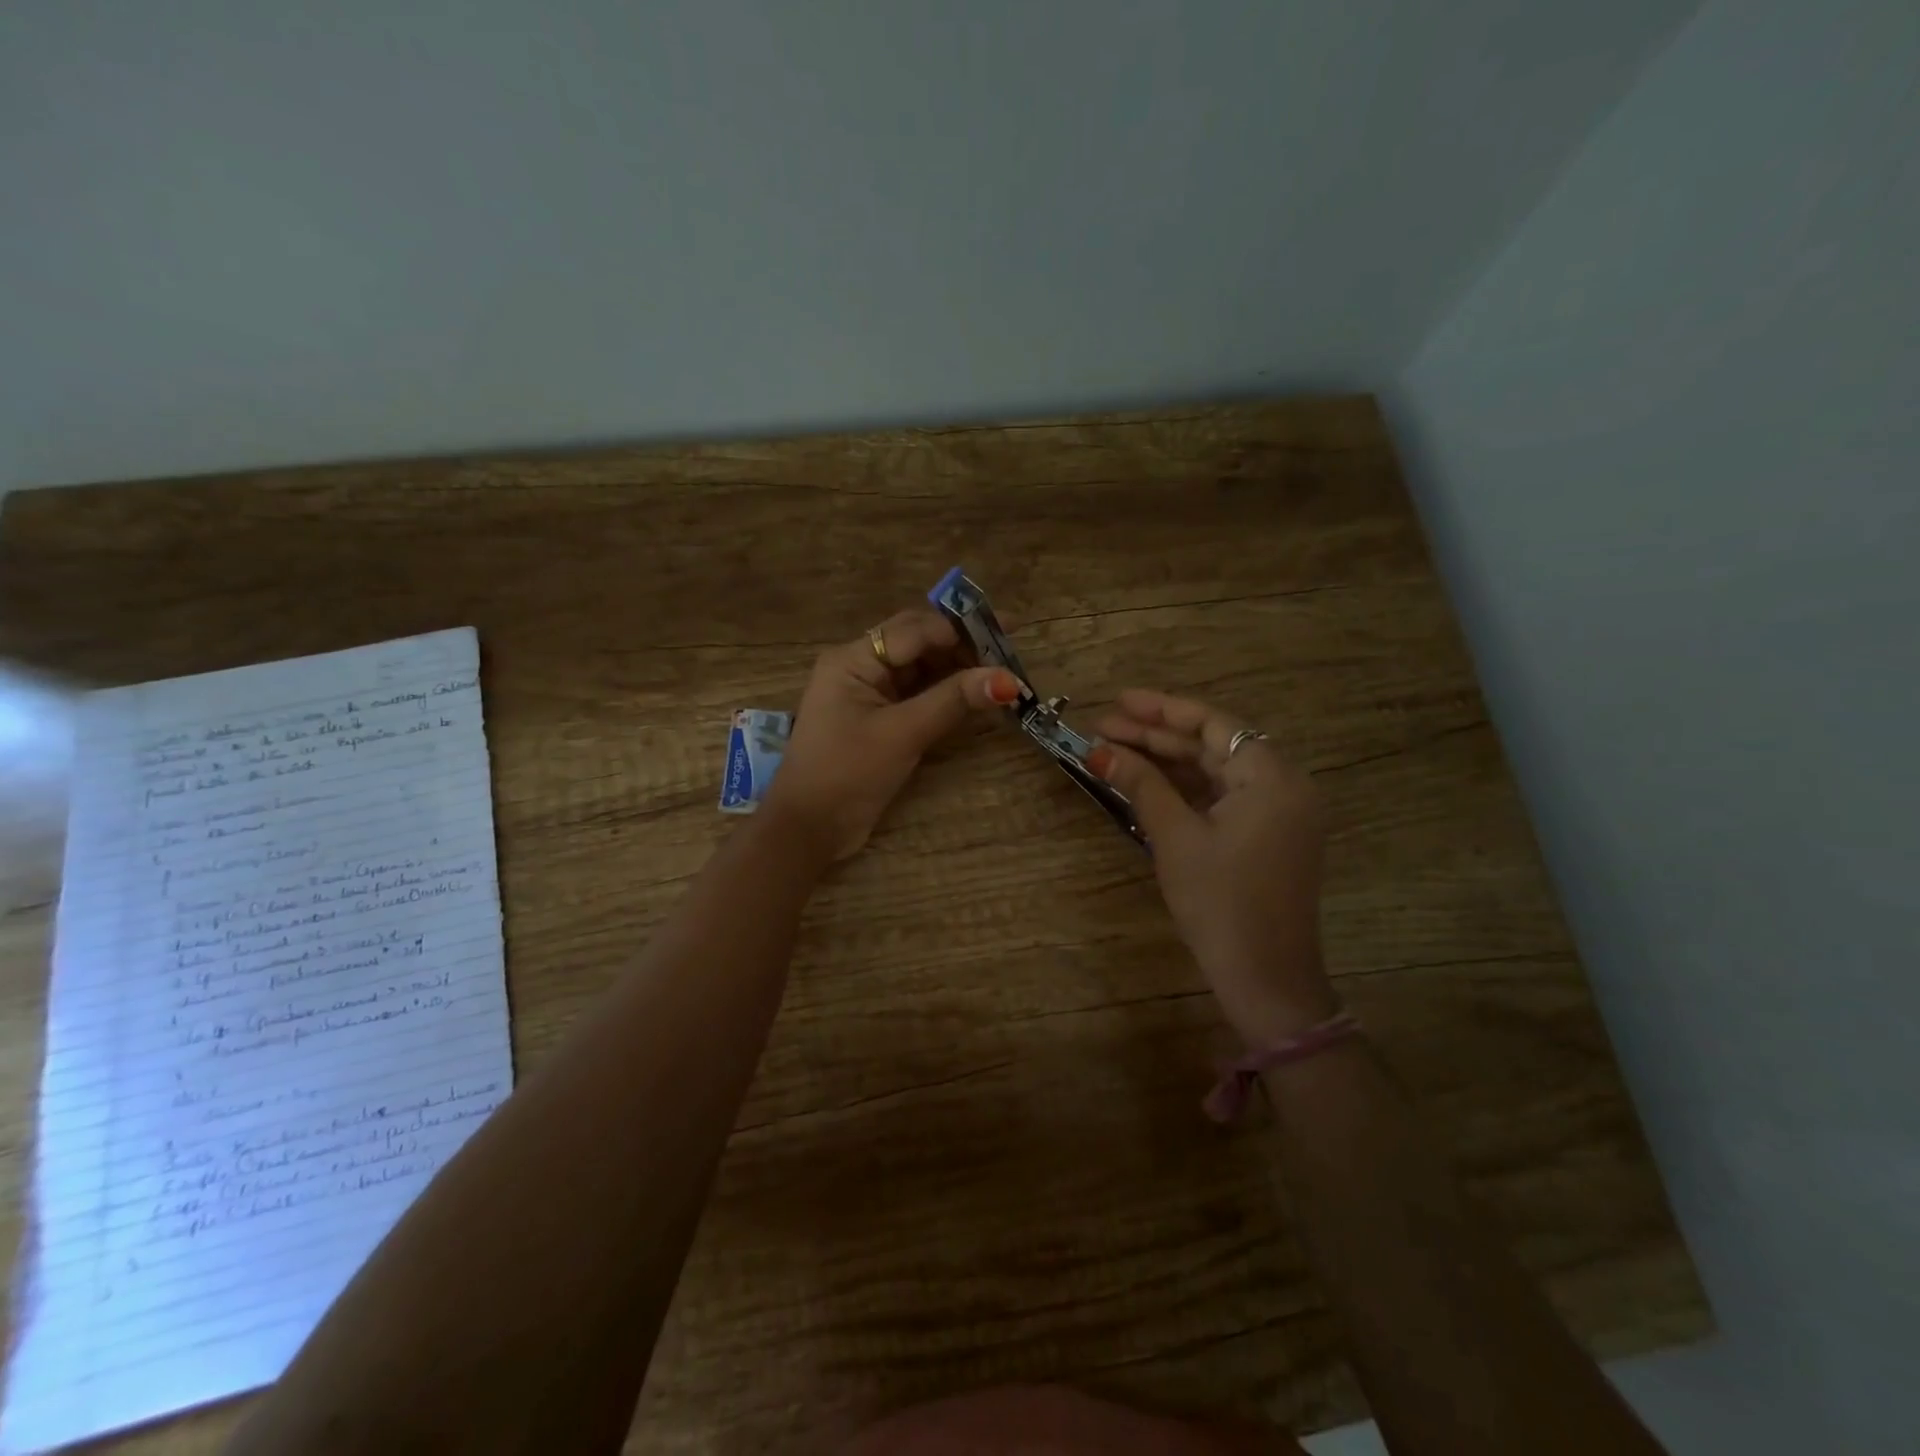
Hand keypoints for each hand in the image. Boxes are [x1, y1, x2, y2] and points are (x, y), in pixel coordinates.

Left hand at [766, 606, 1020, 860]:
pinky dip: (946, 695)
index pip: (914, 629)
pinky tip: (978, 698)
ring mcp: (869, 694)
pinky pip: (918, 695)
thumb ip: (953, 701)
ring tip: (1002, 675)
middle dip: (963, 646)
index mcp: (853, 659)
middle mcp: (860, 667)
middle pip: (918, 643)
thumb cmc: (848, 774)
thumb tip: (1008, 680)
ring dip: (958, 670)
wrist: (808, 829)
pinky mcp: (879, 719)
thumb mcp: (903, 734)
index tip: (1006, 632)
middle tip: (1010, 652)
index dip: (960, 629)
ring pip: (921, 669)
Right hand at [1089, 689, 1337, 1045]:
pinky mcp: (1267, 835)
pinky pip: (1223, 797)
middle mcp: (1283, 785)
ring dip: (1167, 762)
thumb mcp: (1175, 838)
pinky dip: (1186, 789)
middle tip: (1102, 729)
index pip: (1213, 723)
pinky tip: (1146, 782)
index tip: (1117, 701)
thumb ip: (1141, 784)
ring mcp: (1278, 812)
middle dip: (1156, 736)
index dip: (1161, 709)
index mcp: (1271, 776)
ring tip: (1114, 751)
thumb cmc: (1220, 903)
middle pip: (1213, 745)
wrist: (1265, 979)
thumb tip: (1099, 750)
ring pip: (1215, 771)